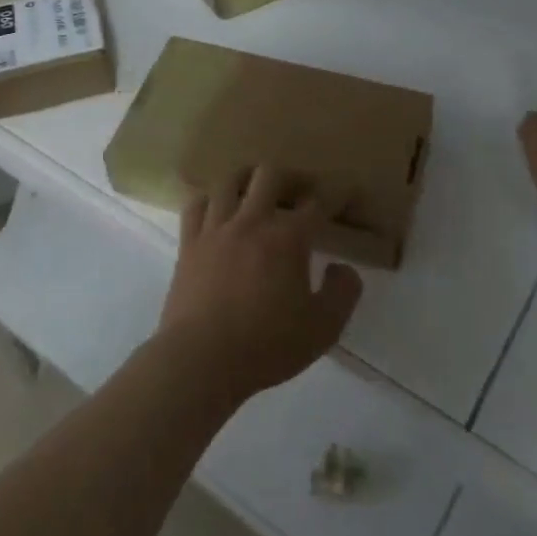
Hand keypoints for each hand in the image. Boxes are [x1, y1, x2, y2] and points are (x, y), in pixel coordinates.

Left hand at [156, 166, 364, 405]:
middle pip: (271, 175)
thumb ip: (343, 293)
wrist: (201, 360)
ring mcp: (216, 229)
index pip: (319, 203)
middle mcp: (252, 222)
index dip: (337, 194)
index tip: (347, 192)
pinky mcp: (189, 244)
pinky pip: (195, 205)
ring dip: (248, 180)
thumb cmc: (266, 346)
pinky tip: (216, 209)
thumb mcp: (322, 329)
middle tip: (301, 191)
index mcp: (288, 238)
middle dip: (292, 177)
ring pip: (230, 181)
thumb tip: (343, 268)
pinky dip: (209, 200)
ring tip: (257, 192)